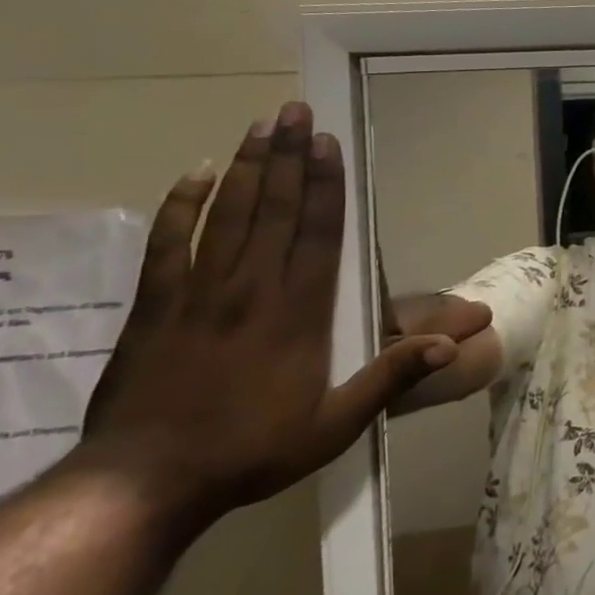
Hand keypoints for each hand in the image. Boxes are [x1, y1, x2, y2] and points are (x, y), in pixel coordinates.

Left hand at [80, 103, 490, 528]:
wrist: (143, 484)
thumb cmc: (250, 450)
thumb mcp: (335, 425)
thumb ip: (391, 378)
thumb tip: (451, 346)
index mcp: (298, 312)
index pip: (318, 233)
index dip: (326, 184)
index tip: (328, 143)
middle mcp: (251, 288)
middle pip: (274, 208)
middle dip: (288, 156)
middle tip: (296, 111)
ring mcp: (198, 293)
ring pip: (227, 214)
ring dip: (247, 167)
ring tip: (261, 125)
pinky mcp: (154, 306)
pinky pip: (167, 243)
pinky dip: (181, 205)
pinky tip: (196, 173)